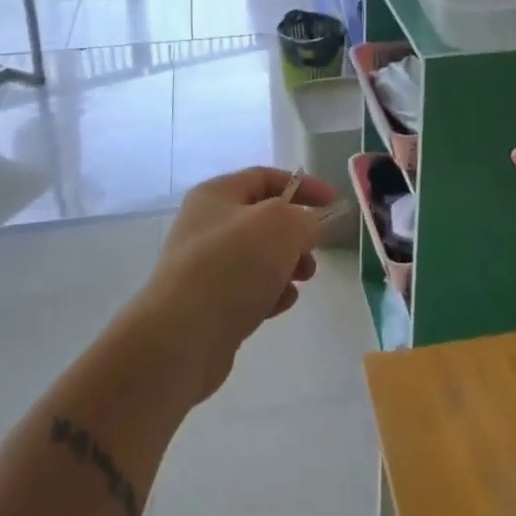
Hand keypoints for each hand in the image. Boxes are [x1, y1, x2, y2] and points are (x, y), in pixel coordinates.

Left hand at [135, 167, 335, 403]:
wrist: (180, 338)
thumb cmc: (232, 266)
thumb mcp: (281, 226)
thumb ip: (306, 218)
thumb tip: (310, 225)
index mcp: (217, 195)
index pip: (266, 177)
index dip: (304, 186)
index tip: (334, 204)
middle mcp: (207, 225)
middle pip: (264, 219)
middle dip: (296, 233)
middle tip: (315, 250)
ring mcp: (206, 266)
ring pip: (260, 257)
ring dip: (288, 265)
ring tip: (302, 280)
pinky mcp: (209, 305)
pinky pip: (249, 289)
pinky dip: (270, 293)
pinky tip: (281, 304)